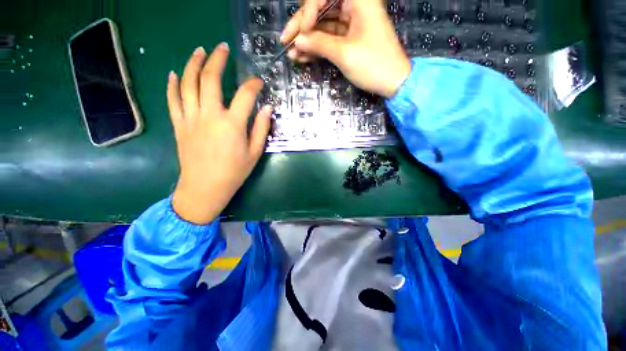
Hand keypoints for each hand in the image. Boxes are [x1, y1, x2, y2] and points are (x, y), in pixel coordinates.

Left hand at [168, 45, 272, 223]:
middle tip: (223, 47)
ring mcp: (190, 118)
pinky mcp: (179, 124)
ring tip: (200, 51)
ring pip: (188, 83)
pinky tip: (174, 73)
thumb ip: (261, 129)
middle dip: (218, 60)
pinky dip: (173, 84)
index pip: (245, 95)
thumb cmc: (234, 172)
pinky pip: (173, 99)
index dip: (253, 85)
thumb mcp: (255, 153)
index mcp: (232, 124)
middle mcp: (210, 115)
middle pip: (210, 79)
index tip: (258, 82)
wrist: (204, 188)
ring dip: (193, 64)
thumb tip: (267, 109)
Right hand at [281, 0, 411, 97]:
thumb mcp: (344, 54)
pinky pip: (329, 38)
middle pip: (321, 9)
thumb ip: (319, 44)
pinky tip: (304, 57)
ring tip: (292, 55)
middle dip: (303, 27)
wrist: (393, 82)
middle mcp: (355, 6)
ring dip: (308, 40)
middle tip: (286, 42)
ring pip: (323, 26)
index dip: (308, 12)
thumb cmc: (373, 65)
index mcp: (358, 0)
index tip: (302, 33)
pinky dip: (317, 48)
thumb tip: (299, 40)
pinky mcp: (350, 38)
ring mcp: (352, 23)